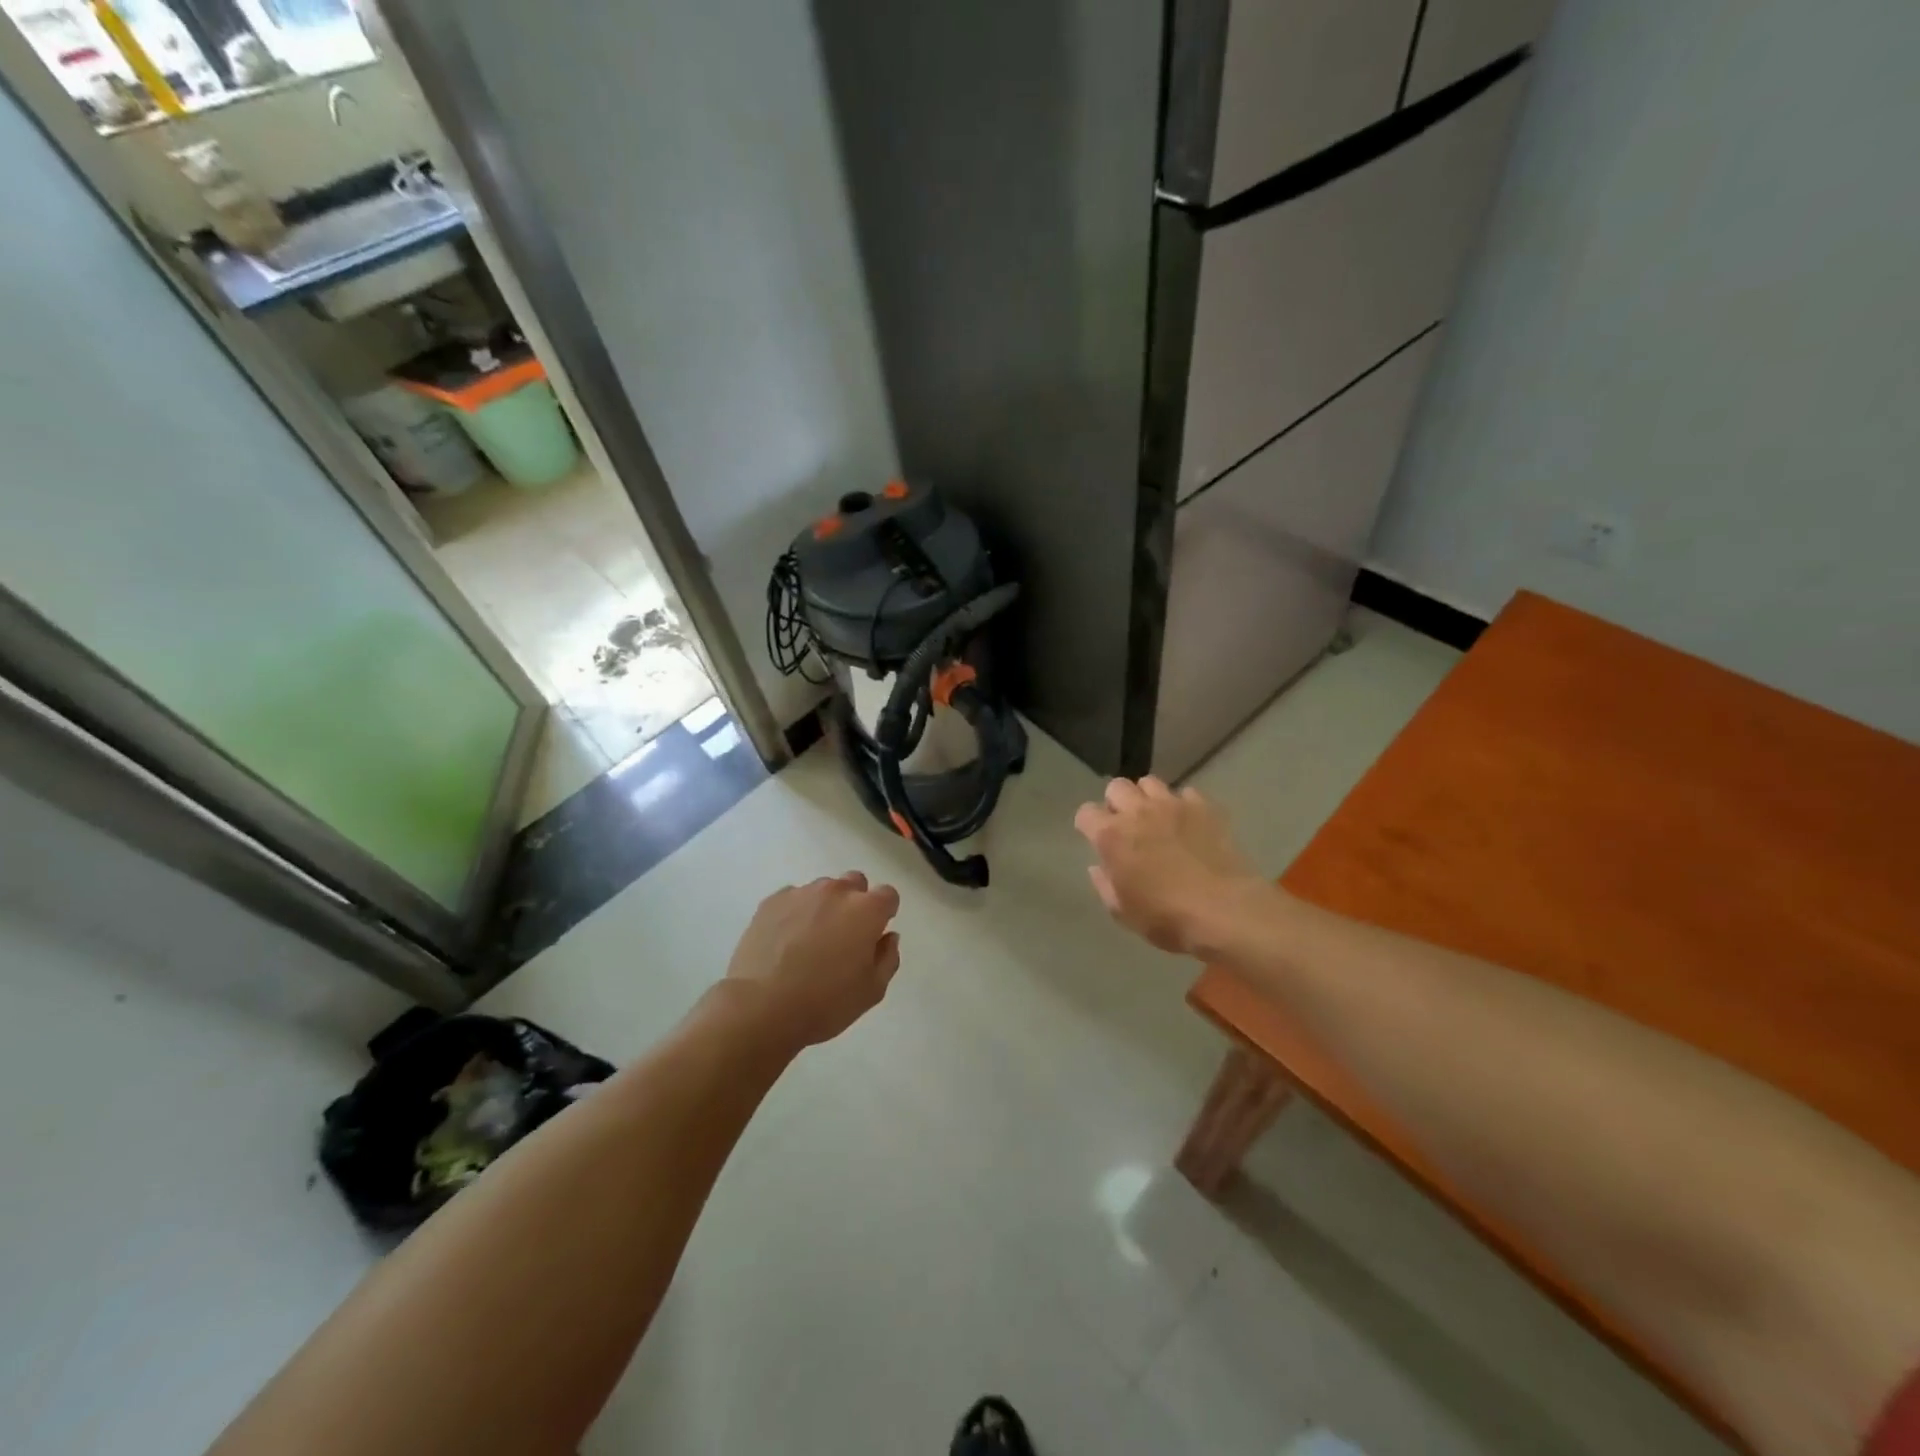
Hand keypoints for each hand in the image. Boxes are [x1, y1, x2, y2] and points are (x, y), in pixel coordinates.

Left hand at [723, 873, 901, 1048]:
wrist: (761, 1007)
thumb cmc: (825, 1002)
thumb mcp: (872, 991)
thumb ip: (887, 958)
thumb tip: (888, 937)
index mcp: (867, 910)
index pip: (888, 895)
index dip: (884, 913)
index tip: (875, 935)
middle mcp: (836, 891)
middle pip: (855, 883)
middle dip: (855, 902)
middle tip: (844, 936)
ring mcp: (801, 893)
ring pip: (822, 889)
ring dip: (824, 906)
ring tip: (809, 941)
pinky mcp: (771, 901)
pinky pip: (793, 898)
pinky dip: (795, 912)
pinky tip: (785, 941)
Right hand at [1074, 777, 1267, 956]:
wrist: (1225, 911)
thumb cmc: (1167, 918)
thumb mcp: (1123, 912)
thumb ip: (1105, 884)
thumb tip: (1099, 866)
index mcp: (1111, 836)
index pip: (1085, 813)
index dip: (1088, 825)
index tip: (1096, 839)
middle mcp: (1138, 812)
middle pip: (1117, 787)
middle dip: (1117, 803)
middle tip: (1127, 826)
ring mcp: (1173, 805)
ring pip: (1150, 783)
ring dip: (1147, 798)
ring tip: (1157, 819)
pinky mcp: (1204, 807)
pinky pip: (1186, 793)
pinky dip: (1183, 805)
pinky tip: (1189, 824)